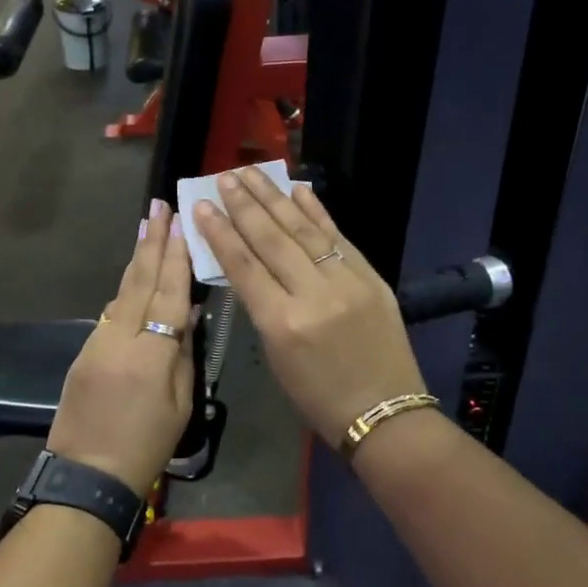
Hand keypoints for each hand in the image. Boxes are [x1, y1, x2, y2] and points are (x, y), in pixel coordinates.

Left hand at [46, 200, 196, 496]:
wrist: (87, 474)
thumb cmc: (146, 446)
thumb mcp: (180, 404)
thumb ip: (183, 354)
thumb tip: (188, 315)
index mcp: (152, 353)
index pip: (169, 294)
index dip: (177, 256)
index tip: (179, 222)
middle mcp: (120, 338)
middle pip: (140, 282)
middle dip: (151, 242)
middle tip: (158, 206)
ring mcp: (97, 343)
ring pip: (121, 293)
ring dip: (137, 260)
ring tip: (146, 228)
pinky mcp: (83, 352)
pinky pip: (110, 314)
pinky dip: (125, 291)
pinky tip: (134, 277)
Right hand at [193, 170, 426, 443]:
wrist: (385, 413)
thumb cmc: (319, 398)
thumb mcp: (276, 357)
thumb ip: (262, 307)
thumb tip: (248, 265)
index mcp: (282, 324)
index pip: (244, 266)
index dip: (220, 233)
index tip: (202, 207)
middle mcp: (313, 295)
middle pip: (271, 239)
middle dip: (245, 205)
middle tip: (224, 176)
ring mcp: (347, 282)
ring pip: (303, 230)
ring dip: (275, 198)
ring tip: (252, 173)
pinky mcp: (372, 278)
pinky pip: (338, 237)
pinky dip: (317, 212)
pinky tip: (299, 189)